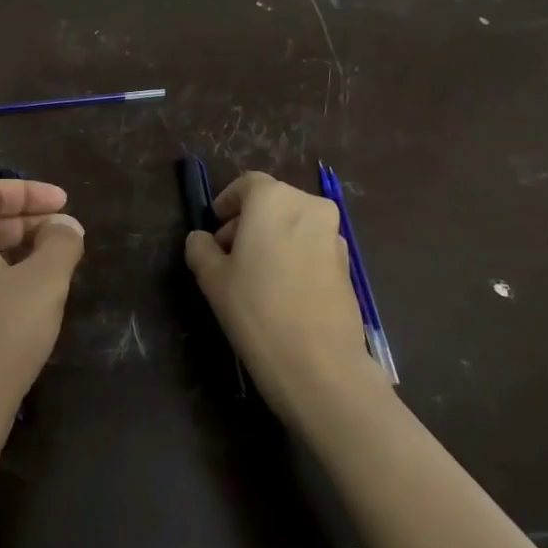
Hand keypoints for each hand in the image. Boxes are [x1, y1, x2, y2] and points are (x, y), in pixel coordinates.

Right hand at [184, 171, 381, 426]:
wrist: (318, 362)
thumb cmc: (256, 309)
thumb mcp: (212, 278)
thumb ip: (201, 248)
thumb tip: (202, 239)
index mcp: (274, 200)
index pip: (247, 185)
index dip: (227, 203)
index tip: (214, 228)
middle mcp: (309, 207)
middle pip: (272, 202)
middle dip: (247, 222)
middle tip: (227, 256)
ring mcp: (334, 235)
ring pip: (294, 225)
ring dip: (272, 239)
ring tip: (253, 277)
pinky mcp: (347, 264)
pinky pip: (311, 247)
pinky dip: (293, 256)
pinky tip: (280, 291)